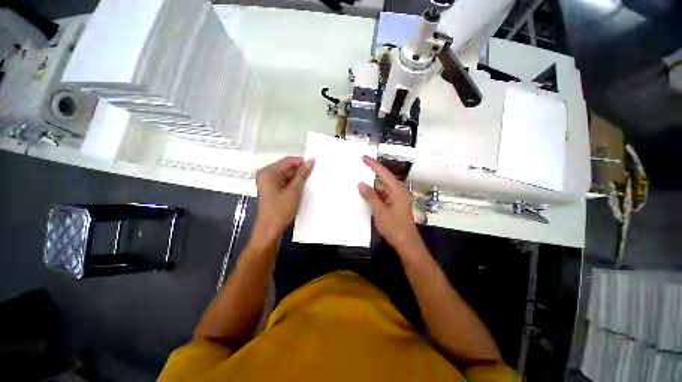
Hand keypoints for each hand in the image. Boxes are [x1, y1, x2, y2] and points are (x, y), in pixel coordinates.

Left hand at [254, 156, 314, 243]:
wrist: (271, 229)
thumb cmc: (280, 209)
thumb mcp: (294, 190)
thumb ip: (302, 174)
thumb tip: (310, 161)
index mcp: (269, 172)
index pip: (288, 161)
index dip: (301, 161)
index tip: (315, 163)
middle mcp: (268, 176)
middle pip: (287, 168)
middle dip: (301, 170)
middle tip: (315, 171)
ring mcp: (270, 184)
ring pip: (288, 176)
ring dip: (299, 177)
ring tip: (312, 179)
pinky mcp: (274, 191)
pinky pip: (286, 183)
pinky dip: (295, 183)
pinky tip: (304, 185)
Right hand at [358, 156, 421, 254]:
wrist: (406, 243)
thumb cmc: (394, 226)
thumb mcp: (380, 210)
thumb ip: (370, 196)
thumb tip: (360, 183)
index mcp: (397, 190)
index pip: (383, 173)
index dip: (373, 164)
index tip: (363, 157)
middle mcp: (398, 191)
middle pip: (383, 179)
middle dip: (371, 175)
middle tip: (358, 169)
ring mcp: (397, 199)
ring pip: (382, 189)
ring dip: (372, 187)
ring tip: (359, 182)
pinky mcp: (395, 205)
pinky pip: (383, 196)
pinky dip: (375, 195)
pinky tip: (366, 195)